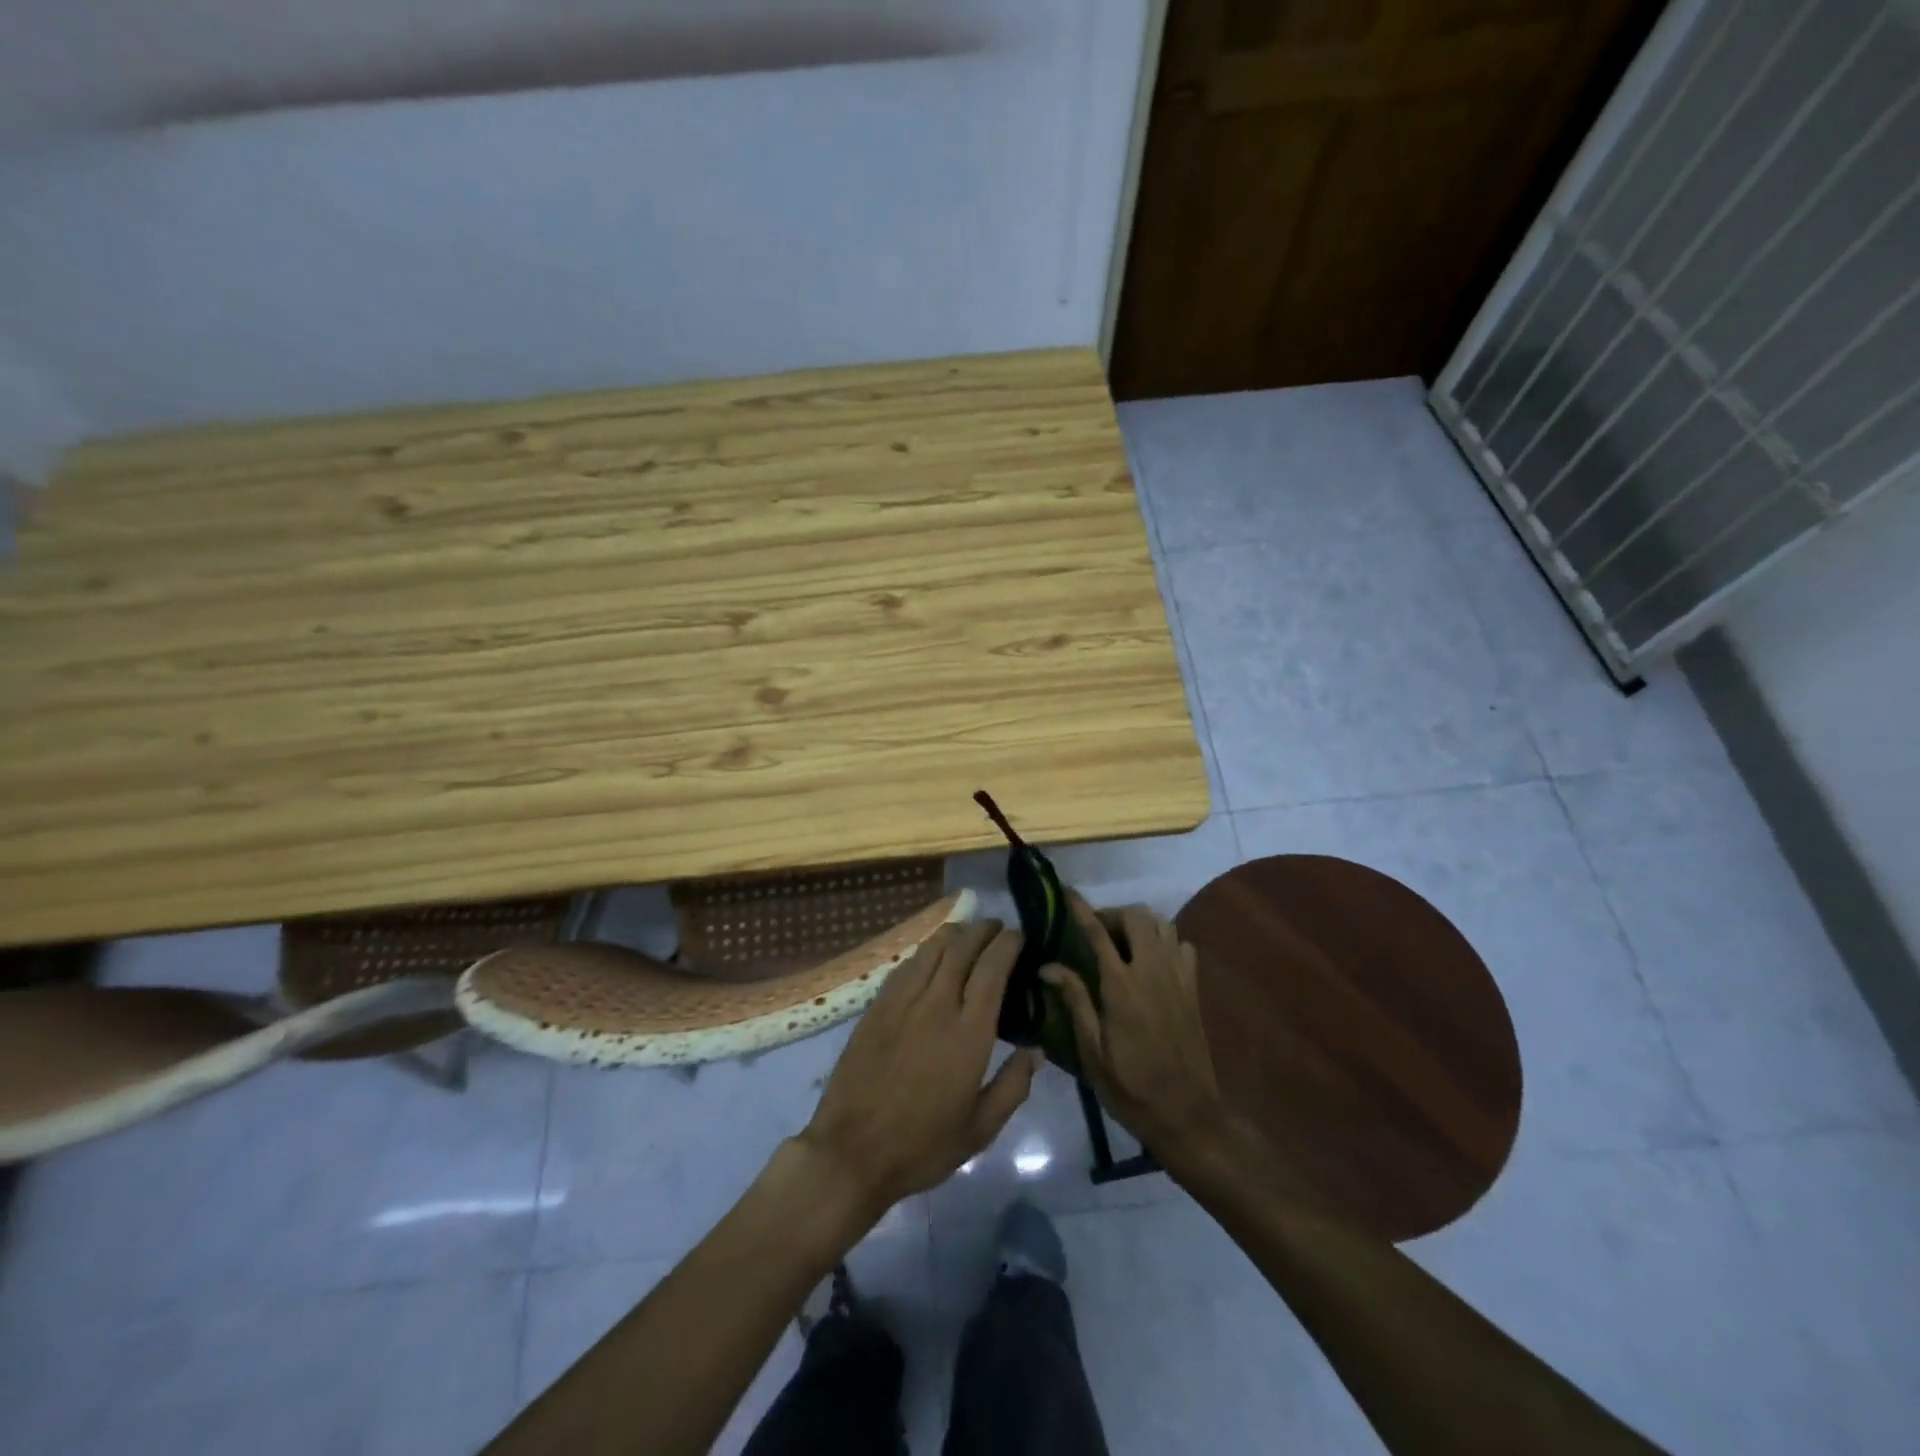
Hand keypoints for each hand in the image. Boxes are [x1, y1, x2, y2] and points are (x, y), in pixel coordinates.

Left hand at [800, 921, 1039, 1216]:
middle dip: (983, 930)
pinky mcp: (876, 1006)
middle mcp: (936, 1005)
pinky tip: (930, 957)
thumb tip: (1036, 1050)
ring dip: (954, 934)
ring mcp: (902, 1002)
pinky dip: (925, 951)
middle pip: (962, 947)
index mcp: (968, 1033)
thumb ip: (1013, 1086)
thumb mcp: (980, 1129)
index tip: (1019, 936)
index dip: (1007, 944)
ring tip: (967, 934)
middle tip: (996, 928)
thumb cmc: (922, 1146)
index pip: (992, 968)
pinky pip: (906, 965)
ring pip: (931, 949)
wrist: (851, 1153)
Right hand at [1041, 897, 1232, 1160]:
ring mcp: (1178, 977)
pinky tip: (1152, 959)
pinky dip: (1165, 940)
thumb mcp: (1092, 1051)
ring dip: (1140, 923)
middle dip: (1114, 913)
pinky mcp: (1193, 988)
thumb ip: (1075, 1001)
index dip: (1082, 909)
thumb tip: (1048, 966)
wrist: (1188, 1115)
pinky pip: (1182, 945)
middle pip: (1137, 917)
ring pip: (1162, 924)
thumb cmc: (1130, 1087)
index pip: (1098, 933)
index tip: (1068, 892)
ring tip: (1122, 941)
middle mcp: (1152, 971)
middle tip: (1096, 930)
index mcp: (1121, 987)